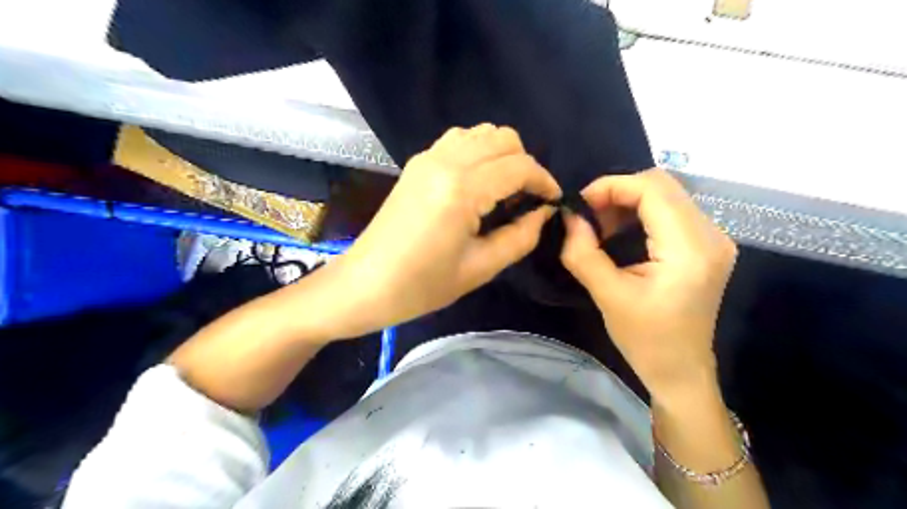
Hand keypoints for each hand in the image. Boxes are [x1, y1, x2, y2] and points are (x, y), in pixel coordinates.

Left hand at [332, 124, 560, 337]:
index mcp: (462, 189)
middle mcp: (446, 161)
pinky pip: (458, 140)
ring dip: (501, 154)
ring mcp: (427, 157)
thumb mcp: (480, 268)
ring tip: (504, 189)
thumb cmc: (422, 285)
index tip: (553, 201)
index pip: (519, 166)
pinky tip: (478, 182)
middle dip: (525, 164)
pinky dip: (478, 152)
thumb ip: (520, 236)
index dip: (544, 181)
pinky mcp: (416, 163)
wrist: (365, 284)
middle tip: (527, 199)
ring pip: (481, 133)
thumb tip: (543, 213)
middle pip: (503, 138)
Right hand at [561, 169, 735, 400]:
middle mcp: (711, 235)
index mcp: (689, 249)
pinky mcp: (707, 245)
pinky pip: (672, 211)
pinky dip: (641, 212)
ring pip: (666, 194)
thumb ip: (583, 253)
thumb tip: (569, 216)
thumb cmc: (646, 341)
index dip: (611, 186)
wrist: (681, 370)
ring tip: (601, 227)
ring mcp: (714, 238)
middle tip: (588, 216)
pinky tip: (621, 232)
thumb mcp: (607, 297)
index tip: (579, 205)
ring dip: (628, 201)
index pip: (652, 189)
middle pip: (662, 185)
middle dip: (618, 192)